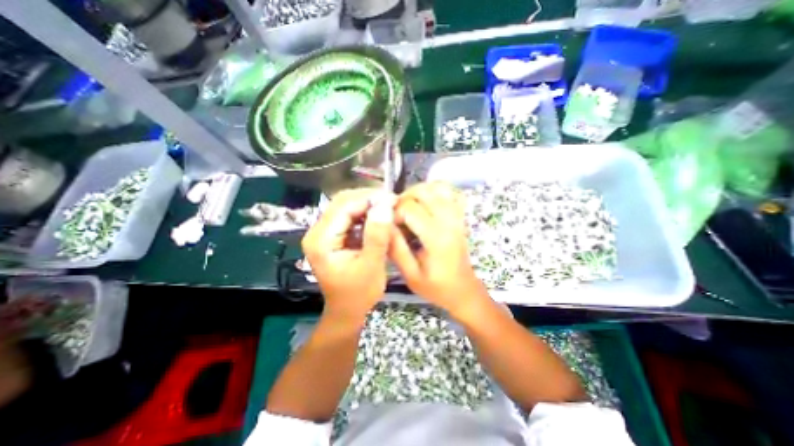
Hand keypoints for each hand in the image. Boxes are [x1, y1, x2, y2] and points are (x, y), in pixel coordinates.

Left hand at [302, 188, 395, 323]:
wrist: (346, 309)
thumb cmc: (359, 293)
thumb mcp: (371, 266)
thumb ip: (377, 235)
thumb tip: (385, 205)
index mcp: (321, 241)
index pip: (343, 207)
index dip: (369, 198)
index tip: (392, 198)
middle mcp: (316, 232)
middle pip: (342, 202)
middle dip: (368, 198)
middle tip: (392, 201)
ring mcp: (323, 232)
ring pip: (345, 206)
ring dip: (367, 204)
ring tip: (387, 207)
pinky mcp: (331, 235)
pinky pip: (348, 216)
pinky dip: (364, 213)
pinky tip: (378, 217)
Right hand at [391, 181, 489, 317]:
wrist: (463, 290)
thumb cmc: (436, 286)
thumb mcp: (411, 274)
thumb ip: (396, 249)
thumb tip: (384, 225)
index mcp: (436, 237)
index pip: (410, 208)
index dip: (394, 212)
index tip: (390, 225)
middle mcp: (449, 221)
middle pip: (423, 191)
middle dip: (404, 198)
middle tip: (396, 213)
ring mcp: (457, 216)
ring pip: (438, 186)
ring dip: (419, 191)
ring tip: (409, 205)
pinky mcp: (461, 216)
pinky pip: (451, 192)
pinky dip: (437, 190)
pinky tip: (427, 201)